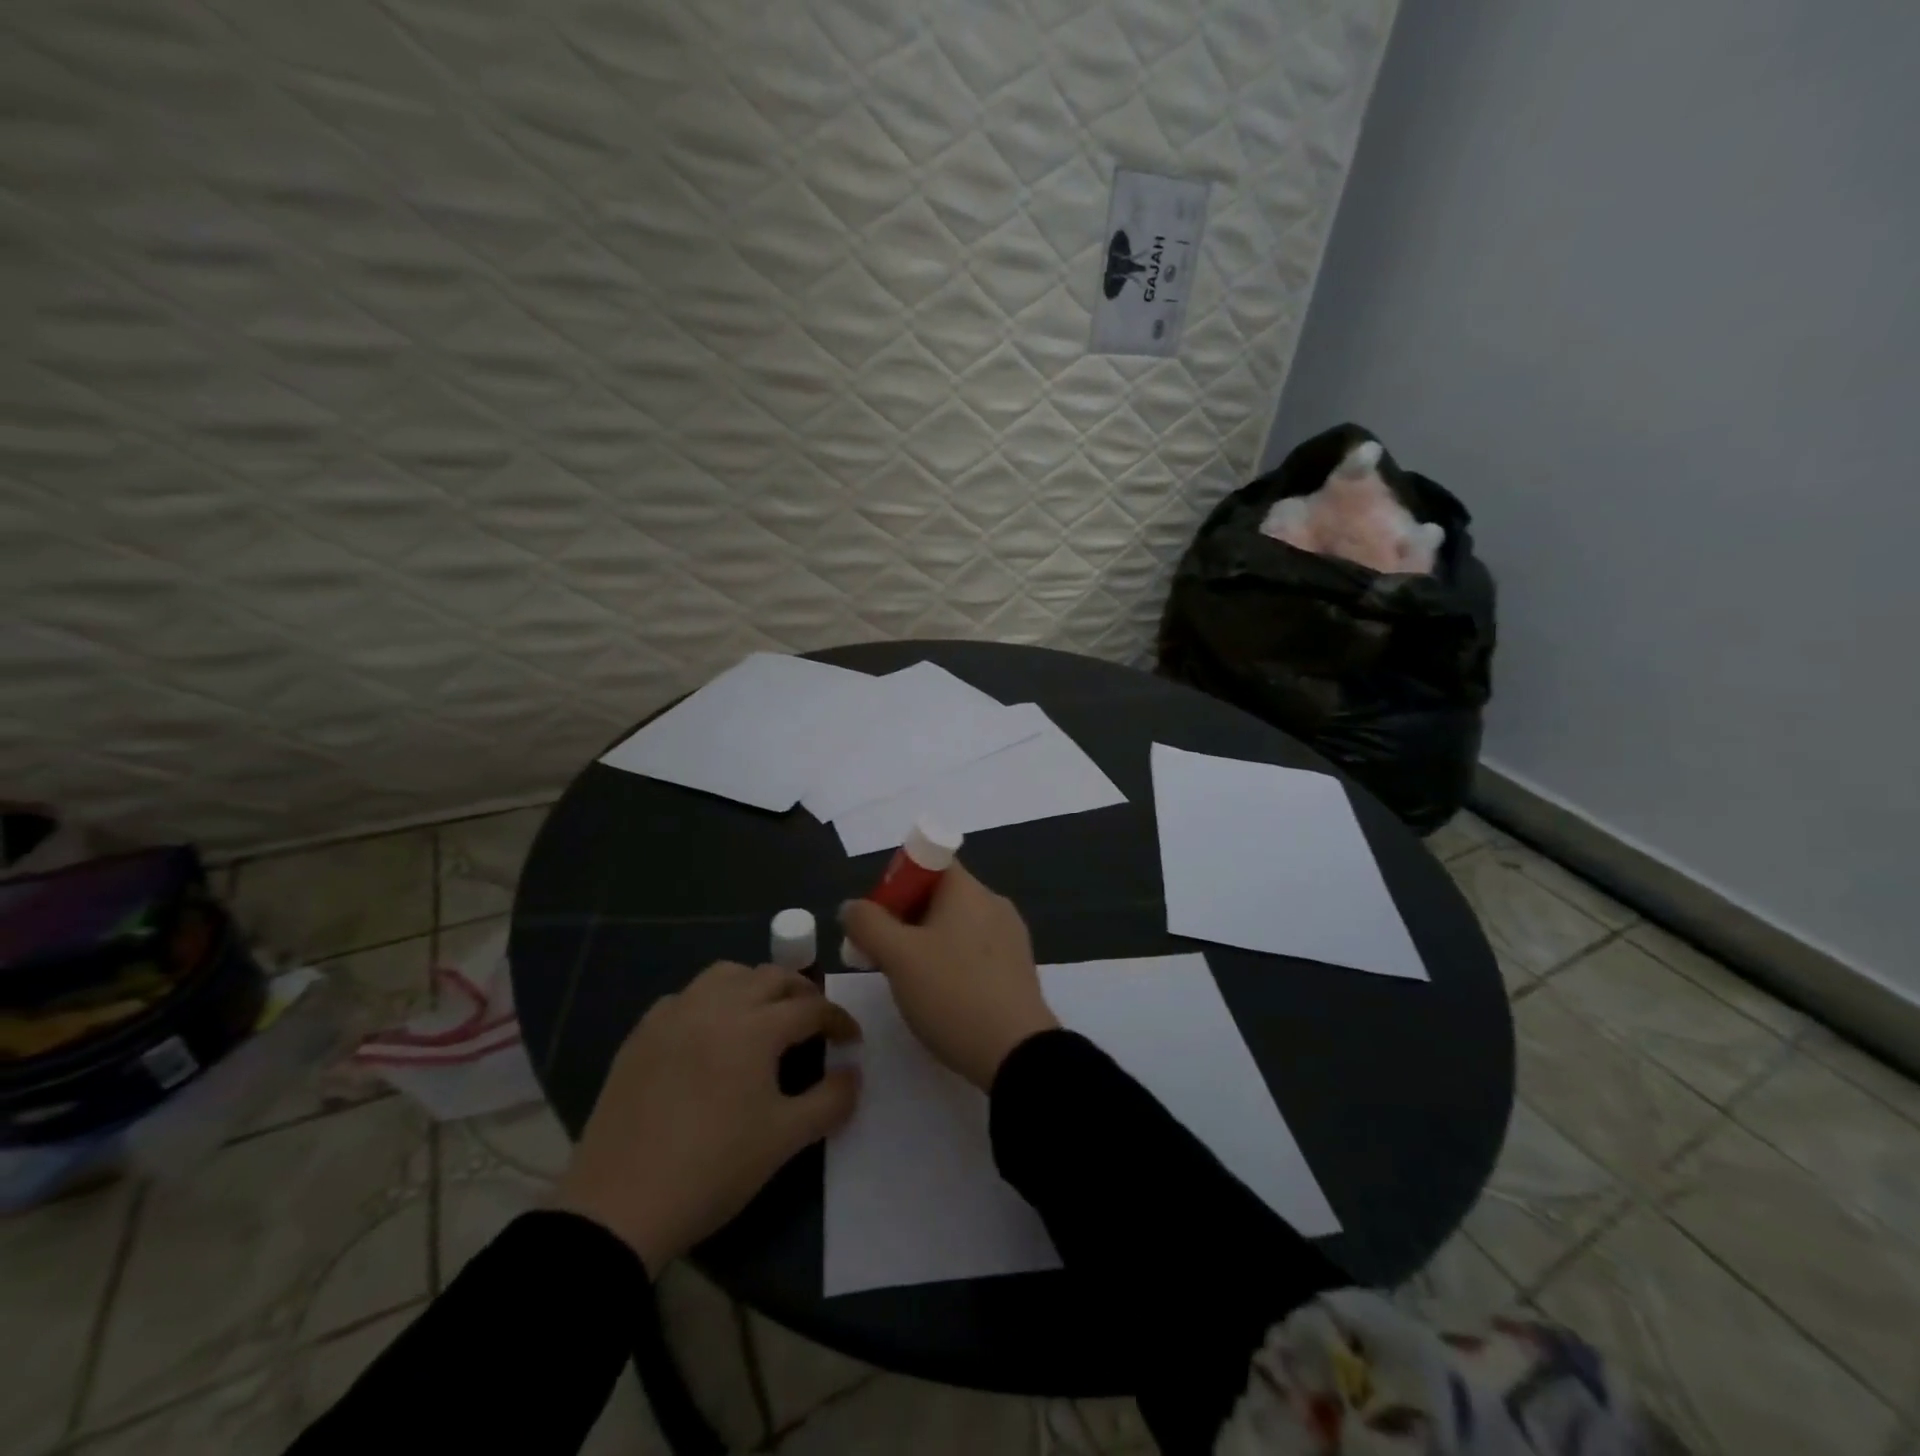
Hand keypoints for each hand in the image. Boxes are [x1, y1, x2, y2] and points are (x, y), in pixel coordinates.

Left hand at [554, 961, 860, 1273]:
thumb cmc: (712, 1169)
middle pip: (771, 977)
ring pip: (725, 975)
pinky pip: (685, 997)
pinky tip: (709, 1033)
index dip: (838, 1020)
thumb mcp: (784, 1140)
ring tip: (763, 1015)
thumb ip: (830, 1101)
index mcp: (755, 1027)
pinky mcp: (641, 1034)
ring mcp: (673, 1015)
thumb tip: (853, 1074)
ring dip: (754, 985)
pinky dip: (709, 1001)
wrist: (618, 1206)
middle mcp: (716, 1006)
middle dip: (801, 992)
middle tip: (813, 1020)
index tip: (851, 1039)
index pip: (811, 1007)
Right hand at [840, 861, 1057, 1089]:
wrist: (1017, 1053)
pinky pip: (974, 951)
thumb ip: (868, 924)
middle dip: (905, 918)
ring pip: (956, 926)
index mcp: (968, 889)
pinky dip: (951, 962)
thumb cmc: (953, 993)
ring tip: (908, 981)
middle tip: (881, 954)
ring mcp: (1010, 936)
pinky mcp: (1017, 968)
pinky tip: (940, 996)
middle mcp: (993, 903)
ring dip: (926, 943)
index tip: (878, 917)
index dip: (897, 881)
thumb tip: (852, 905)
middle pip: (940, 895)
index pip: (929, 861)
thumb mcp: (898, 957)